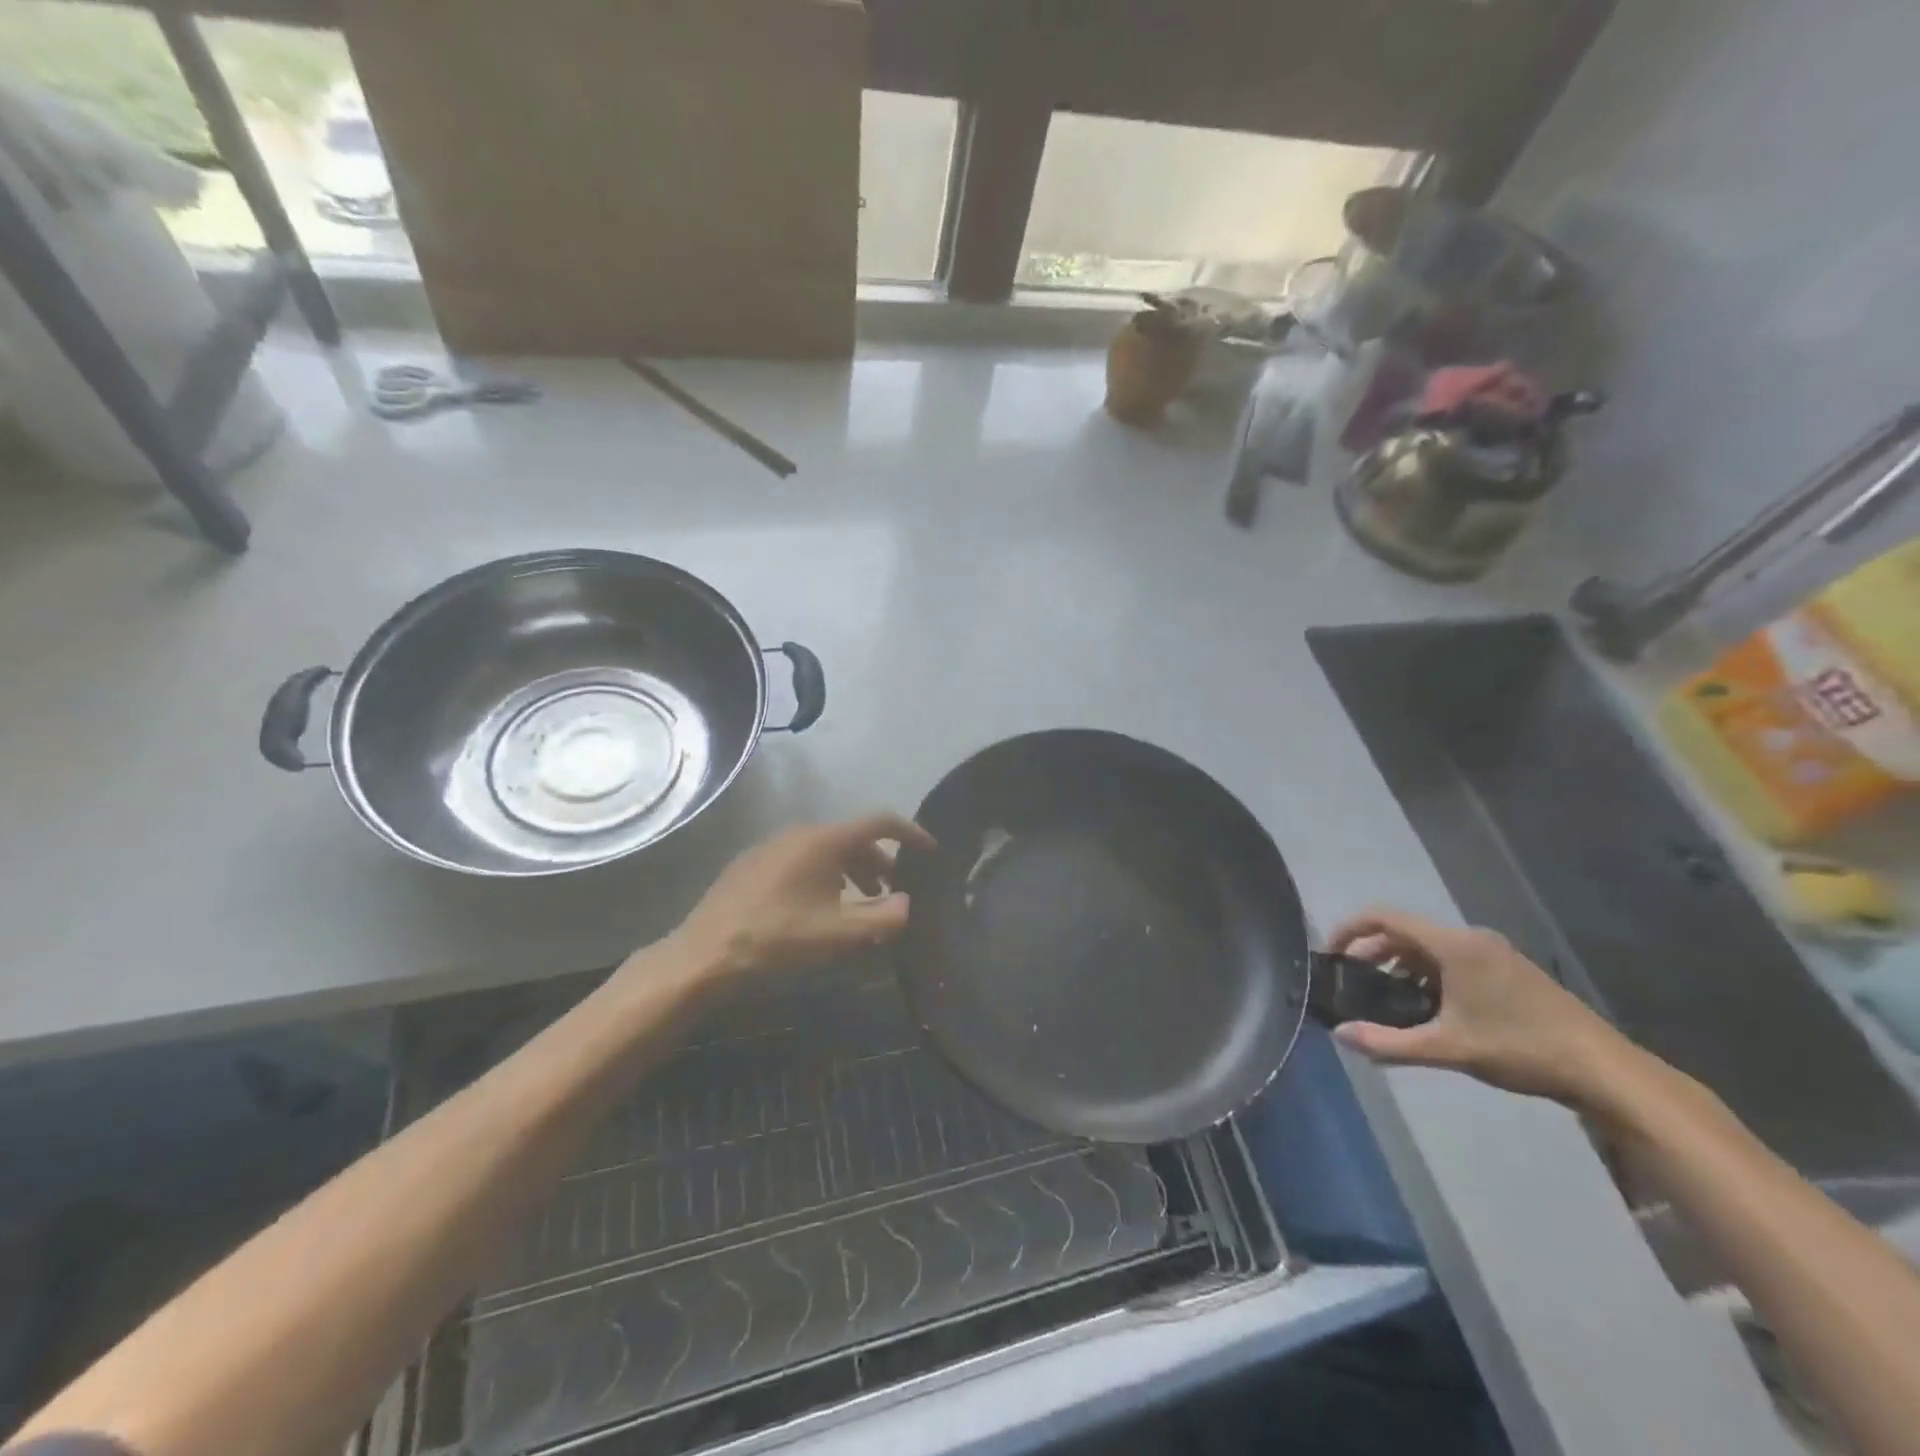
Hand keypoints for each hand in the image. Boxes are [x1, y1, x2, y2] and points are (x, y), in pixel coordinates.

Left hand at [665, 813, 936, 979]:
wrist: (705, 953)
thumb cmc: (778, 939)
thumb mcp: (838, 935)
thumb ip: (882, 919)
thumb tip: (907, 904)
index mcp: (824, 840)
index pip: (880, 822)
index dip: (910, 833)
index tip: (930, 852)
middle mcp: (800, 833)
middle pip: (852, 838)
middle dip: (879, 862)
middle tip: (892, 894)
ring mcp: (773, 845)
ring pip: (826, 850)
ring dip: (851, 871)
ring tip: (858, 905)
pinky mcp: (753, 863)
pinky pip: (803, 859)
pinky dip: (825, 875)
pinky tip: (819, 907)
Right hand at [1325, 907, 1636, 1109]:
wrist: (1603, 1069)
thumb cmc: (1520, 1048)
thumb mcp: (1448, 1048)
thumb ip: (1389, 1042)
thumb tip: (1340, 1036)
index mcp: (1453, 945)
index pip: (1384, 918)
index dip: (1350, 930)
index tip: (1331, 955)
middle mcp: (1470, 938)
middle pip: (1404, 932)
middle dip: (1372, 953)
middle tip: (1355, 985)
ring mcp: (1493, 953)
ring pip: (1429, 948)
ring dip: (1400, 966)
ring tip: (1387, 1002)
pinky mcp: (1508, 970)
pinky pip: (1452, 959)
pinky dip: (1427, 974)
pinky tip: (1430, 1010)